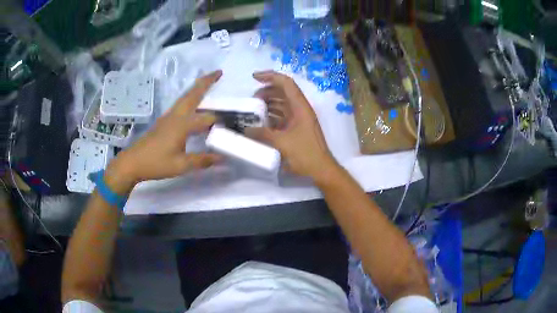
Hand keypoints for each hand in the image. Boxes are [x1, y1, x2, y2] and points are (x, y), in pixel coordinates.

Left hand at [105, 71, 222, 193]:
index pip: (207, 118)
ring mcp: (168, 117)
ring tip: (209, 82)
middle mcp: (176, 116)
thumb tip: (222, 158)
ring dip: (198, 87)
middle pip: (192, 94)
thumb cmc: (156, 163)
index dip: (220, 121)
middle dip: (206, 82)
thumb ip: (202, 160)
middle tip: (219, 72)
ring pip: (185, 97)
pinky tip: (194, 104)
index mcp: (182, 125)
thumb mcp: (180, 165)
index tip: (232, 124)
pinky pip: (180, 104)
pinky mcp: (164, 121)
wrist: (132, 162)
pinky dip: (190, 97)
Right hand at [247, 70, 337, 182]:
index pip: (286, 83)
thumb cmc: (305, 153)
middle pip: (283, 92)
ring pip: (282, 104)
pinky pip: (282, 117)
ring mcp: (299, 119)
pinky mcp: (296, 128)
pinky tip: (261, 123)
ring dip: (268, 104)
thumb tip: (246, 130)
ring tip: (254, 110)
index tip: (254, 77)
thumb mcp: (281, 143)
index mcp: (300, 107)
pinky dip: (271, 116)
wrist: (321, 169)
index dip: (270, 76)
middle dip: (266, 91)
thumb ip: (262, 134)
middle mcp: (300, 109)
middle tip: (252, 100)